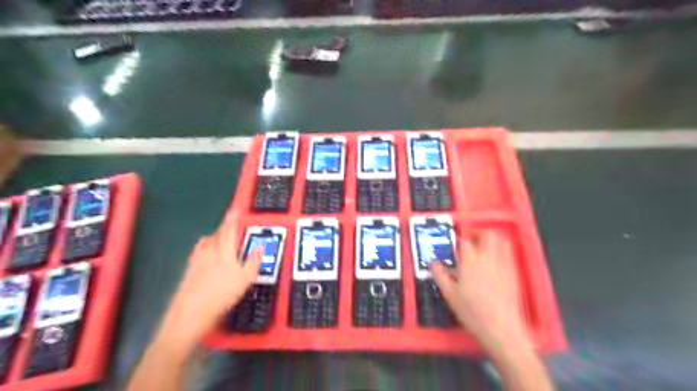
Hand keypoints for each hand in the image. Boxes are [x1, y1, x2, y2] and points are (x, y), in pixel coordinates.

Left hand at [156, 213, 261, 351]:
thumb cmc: (221, 295)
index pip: (229, 229)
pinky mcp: (188, 271)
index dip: (233, 218)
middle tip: (231, 224)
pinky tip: (208, 257)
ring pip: (206, 242)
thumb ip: (254, 261)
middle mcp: (208, 252)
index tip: (235, 208)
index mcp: (223, 251)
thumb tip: (261, 247)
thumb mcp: (245, 279)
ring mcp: (196, 261)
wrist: (190, 314)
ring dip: (214, 237)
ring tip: (221, 238)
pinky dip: (206, 249)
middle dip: (224, 227)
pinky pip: (199, 252)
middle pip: (217, 234)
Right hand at [432, 233, 529, 353]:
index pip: (464, 242)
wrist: (501, 327)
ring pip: (501, 241)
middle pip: (488, 234)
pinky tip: (494, 265)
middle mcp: (488, 258)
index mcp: (470, 261)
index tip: (455, 249)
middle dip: (479, 234)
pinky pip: (509, 254)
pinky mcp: (514, 273)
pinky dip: (501, 252)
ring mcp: (503, 264)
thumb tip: (433, 263)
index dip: (459, 242)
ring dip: (492, 241)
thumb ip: (440, 275)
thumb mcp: (449, 294)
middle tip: (471, 244)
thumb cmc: (471, 311)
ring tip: (483, 251)